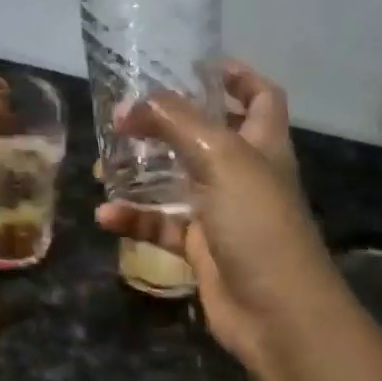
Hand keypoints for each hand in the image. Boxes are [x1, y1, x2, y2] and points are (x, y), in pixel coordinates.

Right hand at [96, 63, 336, 375]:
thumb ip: (177, 123)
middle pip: (208, 136)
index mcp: (263, 144)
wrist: (278, 314)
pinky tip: (106, 216)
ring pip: (176, 181)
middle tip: (126, 117)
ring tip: (103, 164)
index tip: (194, 66)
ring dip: (141, 173)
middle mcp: (244, 173)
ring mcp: (222, 212)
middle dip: (168, 124)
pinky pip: (161, 226)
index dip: (236, 76)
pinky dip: (135, 220)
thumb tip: (131, 104)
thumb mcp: (221, 159)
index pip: (260, 96)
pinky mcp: (200, 248)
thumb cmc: (258, 223)